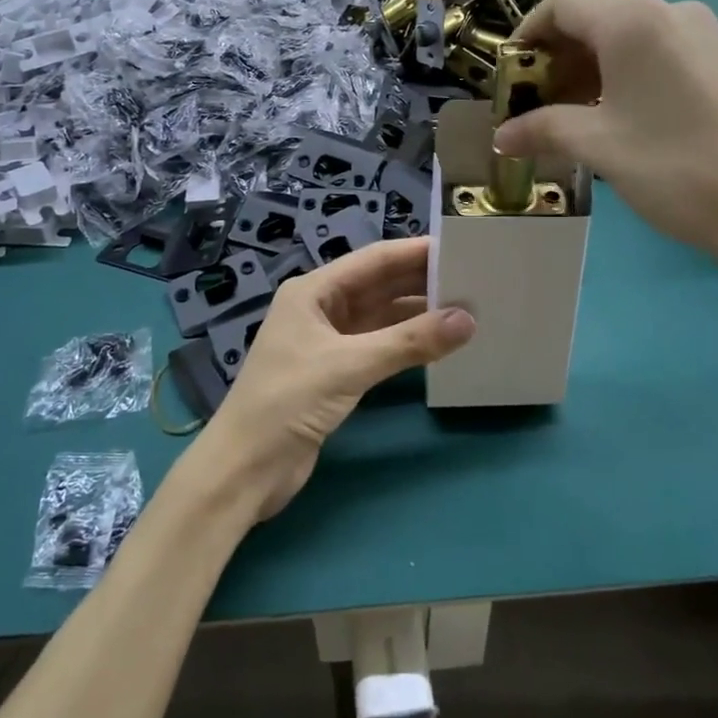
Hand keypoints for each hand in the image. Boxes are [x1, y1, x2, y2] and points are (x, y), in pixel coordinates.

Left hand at [188, 237, 475, 520]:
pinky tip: (436, 343)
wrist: (244, 469)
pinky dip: (405, 343)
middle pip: (378, 286)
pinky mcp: (334, 373)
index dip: (415, 252)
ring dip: (417, 314)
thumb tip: (468, 320)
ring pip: (380, 317)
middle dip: (420, 282)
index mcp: (313, 291)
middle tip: (473, 279)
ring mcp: (327, 341)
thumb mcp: (349, 365)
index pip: (373, 260)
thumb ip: (409, 342)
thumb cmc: (288, 401)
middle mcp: (320, 308)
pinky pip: (378, 346)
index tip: (459, 247)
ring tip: (465, 308)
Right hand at [493, 0, 717, 280]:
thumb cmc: (677, 168)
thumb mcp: (599, 147)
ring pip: (624, 40)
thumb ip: (542, 129)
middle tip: (535, 108)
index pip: (560, 6)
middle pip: (592, 20)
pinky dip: (622, 78)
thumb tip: (501, 136)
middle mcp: (668, 12)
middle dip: (554, 61)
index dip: (525, 38)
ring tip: (570, 119)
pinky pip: (655, 55)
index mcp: (632, 21)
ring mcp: (701, 34)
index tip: (510, 81)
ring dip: (586, 72)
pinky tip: (615, 119)